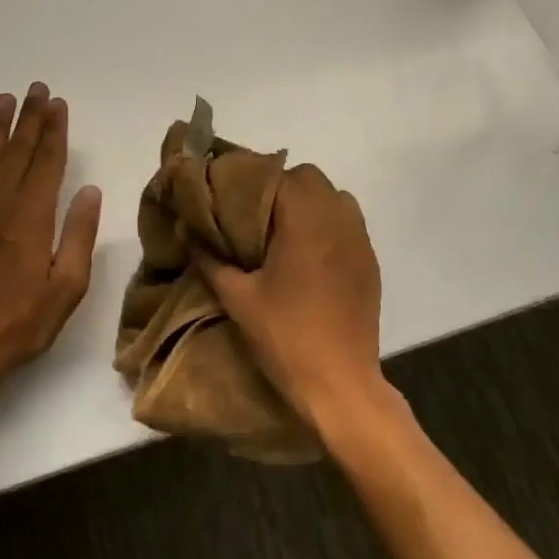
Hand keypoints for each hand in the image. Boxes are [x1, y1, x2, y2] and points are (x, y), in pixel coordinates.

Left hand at [0, 84, 101, 398]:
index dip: (54, 132)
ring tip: (3, 101)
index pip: (46, 163)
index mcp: (31, 219)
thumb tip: (89, 190)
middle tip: (36, 89)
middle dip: (29, 119)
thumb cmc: (21, 323)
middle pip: (17, 153)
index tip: (58, 104)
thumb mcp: (66, 287)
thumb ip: (78, 235)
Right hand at [195, 164, 386, 431]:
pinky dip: (328, 224)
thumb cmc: (285, 337)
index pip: (278, 175)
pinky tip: (309, 255)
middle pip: (309, 178)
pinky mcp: (370, 261)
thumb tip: (188, 230)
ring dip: (309, 203)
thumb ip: (210, 259)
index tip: (231, 201)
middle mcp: (338, 219)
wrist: (340, 383)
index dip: (251, 182)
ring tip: (284, 234)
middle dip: (281, 189)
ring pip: (334, 197)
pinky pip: (349, 223)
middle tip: (255, 219)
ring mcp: (360, 239)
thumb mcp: (238, 298)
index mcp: (305, 220)